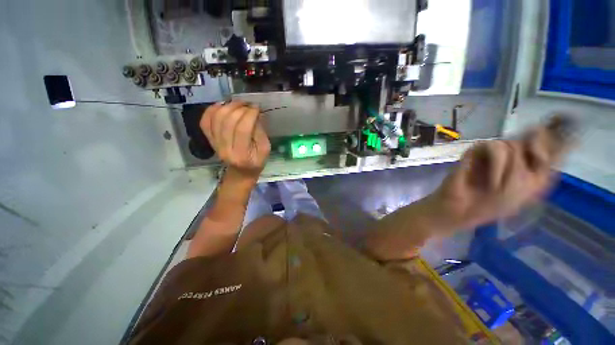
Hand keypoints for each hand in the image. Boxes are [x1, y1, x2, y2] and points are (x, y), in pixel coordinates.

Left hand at [200, 101, 270, 181]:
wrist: (240, 172)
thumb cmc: (256, 162)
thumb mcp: (265, 150)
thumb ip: (260, 133)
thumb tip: (255, 114)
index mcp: (242, 154)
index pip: (242, 130)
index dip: (249, 115)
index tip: (256, 107)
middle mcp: (225, 149)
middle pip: (228, 122)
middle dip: (239, 108)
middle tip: (248, 104)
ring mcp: (214, 144)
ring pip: (216, 118)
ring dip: (227, 106)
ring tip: (238, 103)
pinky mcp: (209, 139)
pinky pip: (205, 121)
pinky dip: (212, 109)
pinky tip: (223, 105)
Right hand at [431, 116, 575, 230]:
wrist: (463, 209)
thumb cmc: (496, 205)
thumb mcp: (530, 189)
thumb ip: (541, 162)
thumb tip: (542, 132)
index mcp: (529, 164)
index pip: (547, 142)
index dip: (555, 136)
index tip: (559, 128)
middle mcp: (514, 154)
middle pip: (531, 138)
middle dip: (531, 160)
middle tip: (522, 179)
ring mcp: (493, 152)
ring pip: (513, 144)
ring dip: (511, 170)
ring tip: (499, 187)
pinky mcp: (475, 152)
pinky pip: (494, 148)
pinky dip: (497, 166)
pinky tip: (492, 182)